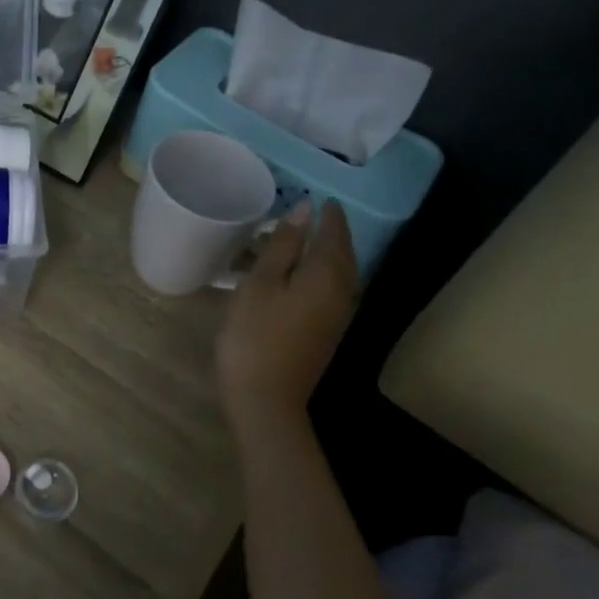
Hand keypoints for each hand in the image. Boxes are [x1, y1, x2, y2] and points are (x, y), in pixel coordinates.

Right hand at [217, 201, 360, 423]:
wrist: (266, 400)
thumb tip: (305, 211)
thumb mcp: (260, 284)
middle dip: (329, 232)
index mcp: (328, 275)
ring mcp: (337, 315)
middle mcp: (343, 291)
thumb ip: (284, 245)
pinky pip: (329, 290)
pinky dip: (317, 274)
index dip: (327, 214)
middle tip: (310, 215)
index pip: (334, 233)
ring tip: (299, 241)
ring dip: (324, 253)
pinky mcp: (327, 332)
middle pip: (343, 253)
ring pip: (337, 273)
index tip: (318, 198)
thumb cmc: (255, 336)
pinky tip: (296, 276)